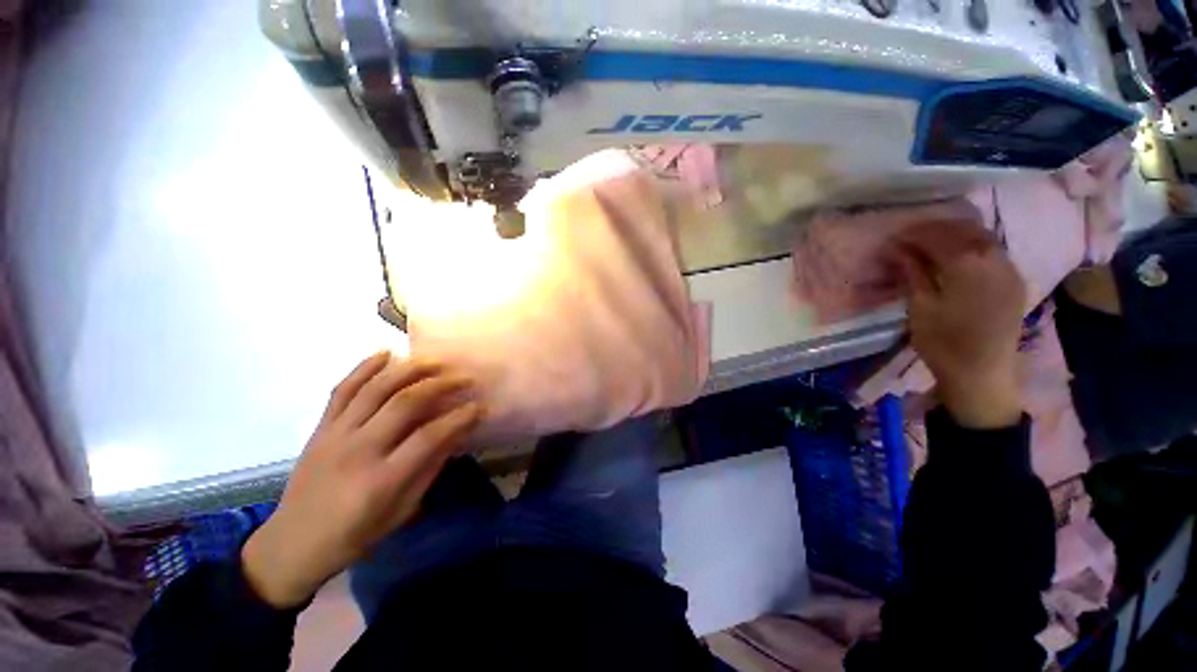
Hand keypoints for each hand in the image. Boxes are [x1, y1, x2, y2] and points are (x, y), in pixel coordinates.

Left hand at [241, 352, 482, 607]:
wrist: (293, 543)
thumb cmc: (355, 534)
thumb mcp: (402, 510)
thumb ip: (430, 468)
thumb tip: (456, 433)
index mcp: (382, 479)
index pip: (430, 437)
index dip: (459, 418)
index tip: (479, 406)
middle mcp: (359, 450)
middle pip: (405, 403)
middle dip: (440, 385)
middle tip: (463, 377)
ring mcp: (335, 434)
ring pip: (375, 389)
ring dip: (410, 369)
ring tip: (435, 361)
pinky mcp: (320, 427)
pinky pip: (342, 389)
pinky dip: (364, 367)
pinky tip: (386, 353)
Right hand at [887, 220, 1025, 428]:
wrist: (982, 374)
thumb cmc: (943, 343)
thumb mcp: (919, 308)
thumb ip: (912, 274)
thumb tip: (898, 250)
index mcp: (968, 266)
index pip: (938, 236)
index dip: (913, 234)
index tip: (893, 239)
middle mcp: (994, 259)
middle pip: (963, 230)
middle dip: (934, 229)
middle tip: (909, 238)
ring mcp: (1009, 269)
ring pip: (981, 236)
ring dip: (954, 234)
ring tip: (930, 244)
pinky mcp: (1014, 280)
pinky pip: (993, 250)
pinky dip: (971, 244)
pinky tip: (956, 255)